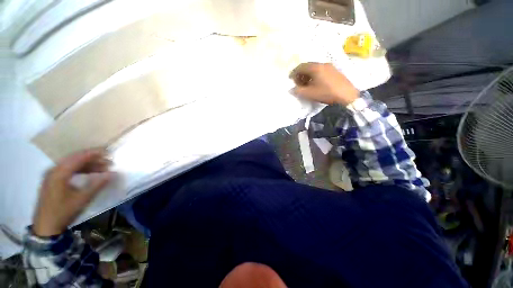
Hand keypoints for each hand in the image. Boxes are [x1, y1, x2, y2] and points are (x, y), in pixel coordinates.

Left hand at [32, 149, 113, 236]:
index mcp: (59, 173)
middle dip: (93, 158)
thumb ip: (97, 184)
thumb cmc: (63, 212)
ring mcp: (52, 175)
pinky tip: (89, 173)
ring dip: (88, 164)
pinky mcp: (52, 180)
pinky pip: (68, 169)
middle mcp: (54, 170)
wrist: (45, 227)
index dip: (94, 153)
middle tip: (108, 162)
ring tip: (102, 168)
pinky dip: (80, 169)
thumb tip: (113, 173)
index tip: (109, 153)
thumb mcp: (82, 199)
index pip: (79, 157)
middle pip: (75, 158)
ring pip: (72, 163)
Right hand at [289, 63, 359, 105]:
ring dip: (307, 75)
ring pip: (314, 68)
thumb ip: (298, 91)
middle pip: (307, 66)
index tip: (290, 80)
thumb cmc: (327, 93)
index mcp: (315, 68)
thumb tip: (291, 89)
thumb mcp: (310, 94)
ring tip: (306, 85)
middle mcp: (322, 64)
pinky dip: (314, 75)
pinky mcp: (334, 71)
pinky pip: (321, 70)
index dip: (294, 73)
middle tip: (298, 83)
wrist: (347, 95)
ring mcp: (330, 66)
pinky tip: (315, 84)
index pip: (301, 67)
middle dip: (300, 74)